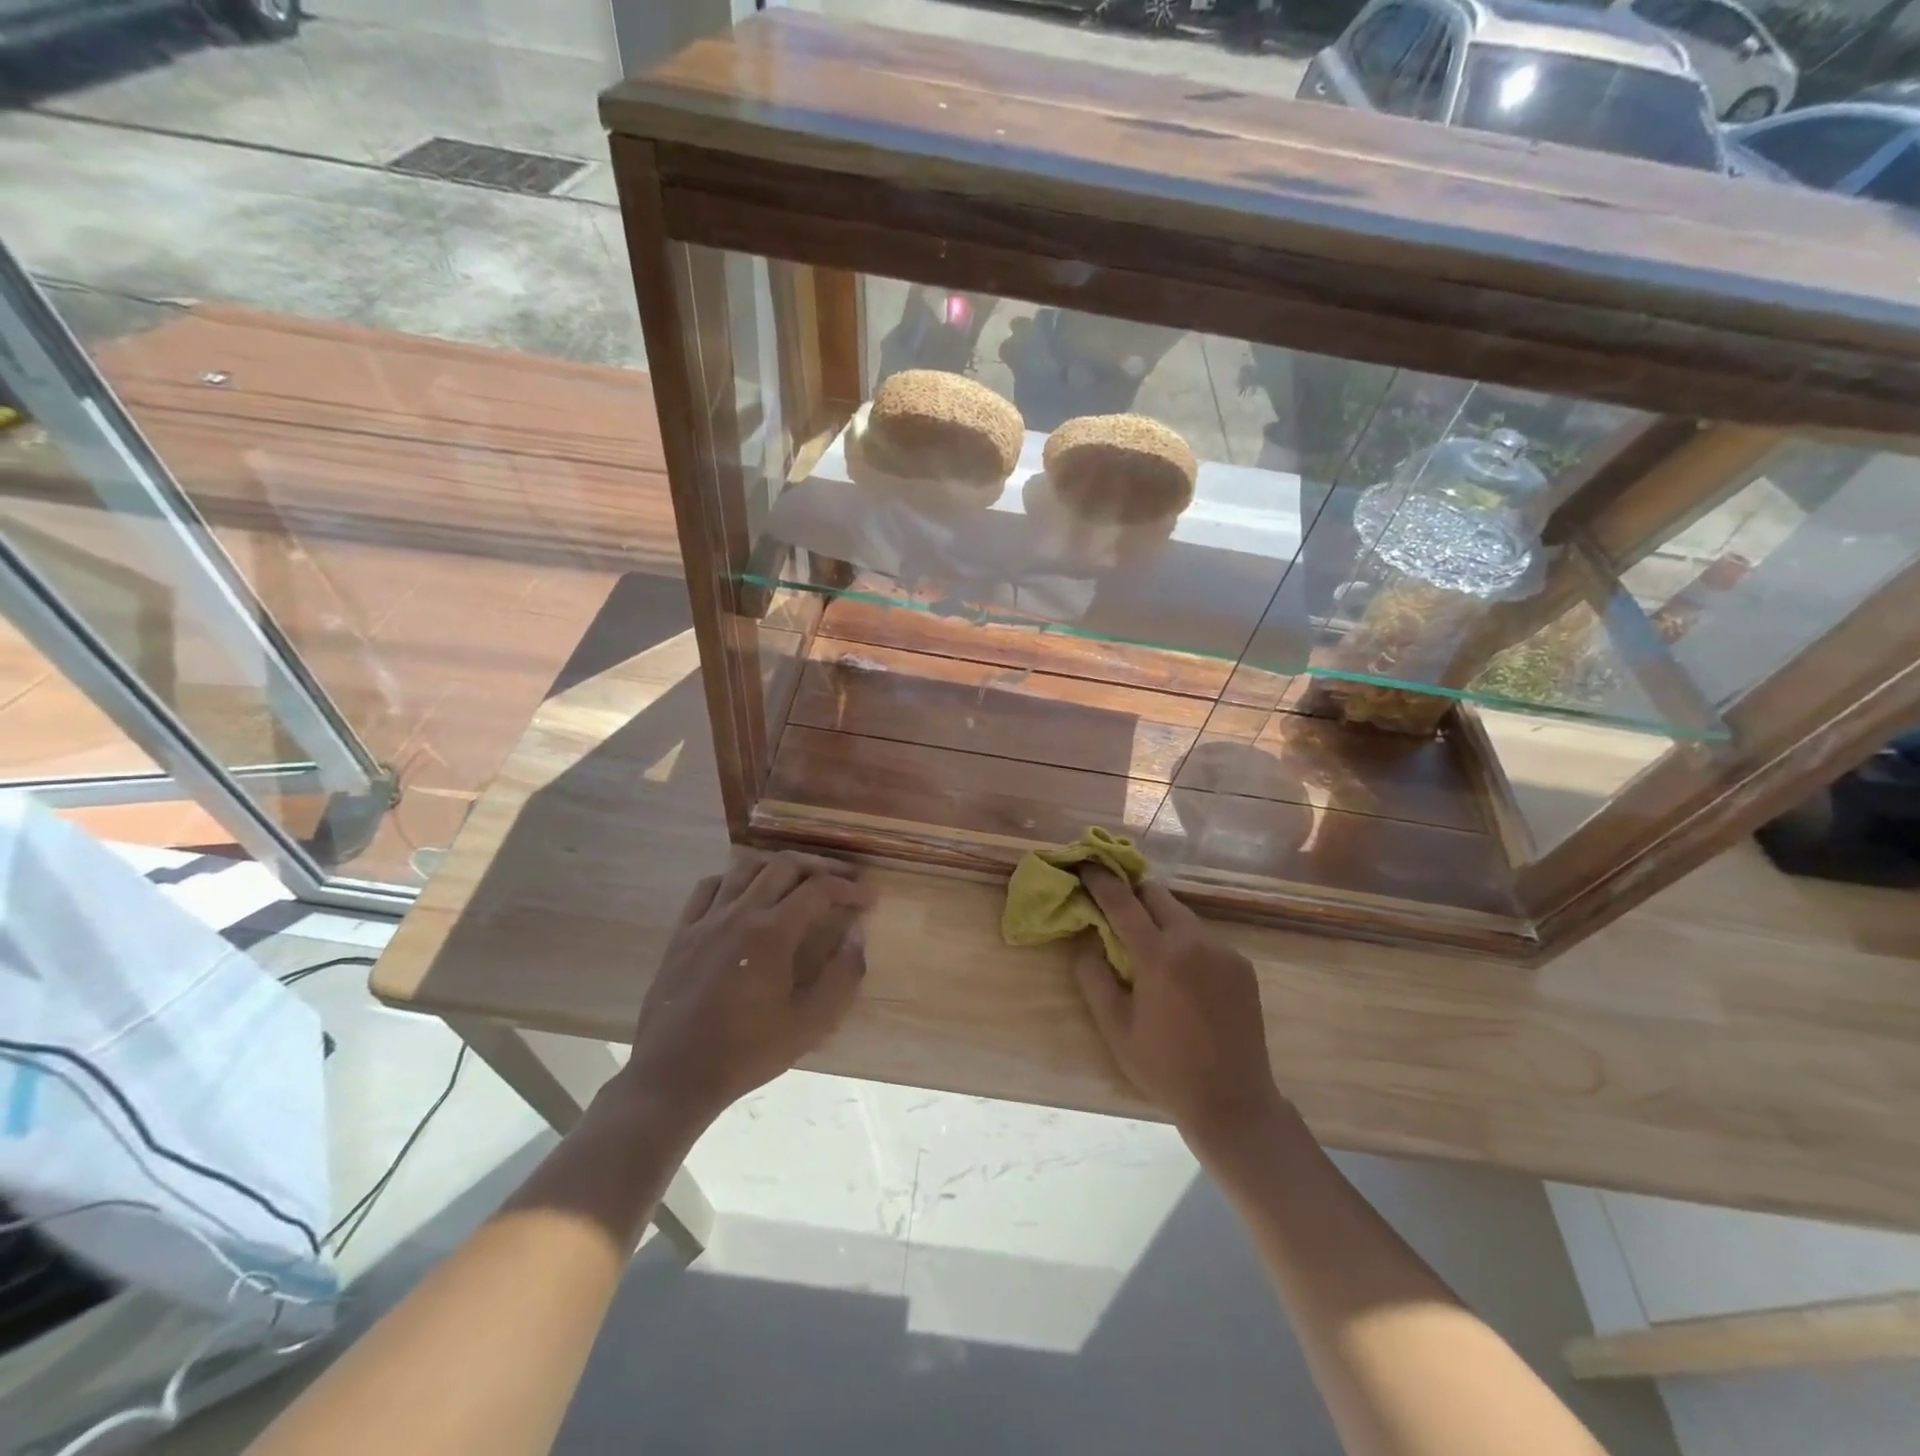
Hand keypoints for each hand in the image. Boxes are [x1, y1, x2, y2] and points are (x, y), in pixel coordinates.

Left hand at [618, 851, 876, 1128]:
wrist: (674, 1076)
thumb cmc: (746, 1053)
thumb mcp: (809, 1025)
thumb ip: (841, 977)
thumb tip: (856, 937)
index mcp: (772, 933)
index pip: (819, 890)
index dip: (849, 889)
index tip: (869, 898)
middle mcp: (739, 913)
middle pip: (784, 865)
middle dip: (820, 866)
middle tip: (842, 879)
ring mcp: (706, 919)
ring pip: (745, 866)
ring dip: (778, 866)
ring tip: (798, 879)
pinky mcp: (682, 932)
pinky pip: (709, 886)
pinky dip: (735, 878)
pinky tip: (745, 892)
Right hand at [1072, 868, 1286, 1147]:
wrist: (1233, 1103)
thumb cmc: (1165, 1068)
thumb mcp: (1115, 1027)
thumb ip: (1093, 976)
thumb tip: (1086, 940)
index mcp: (1160, 956)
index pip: (1123, 902)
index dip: (1100, 880)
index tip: (1085, 864)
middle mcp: (1195, 942)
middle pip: (1157, 895)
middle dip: (1132, 894)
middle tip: (1114, 907)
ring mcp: (1224, 952)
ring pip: (1182, 915)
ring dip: (1159, 919)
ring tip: (1146, 947)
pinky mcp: (1242, 966)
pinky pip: (1204, 938)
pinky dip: (1184, 941)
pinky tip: (1179, 974)